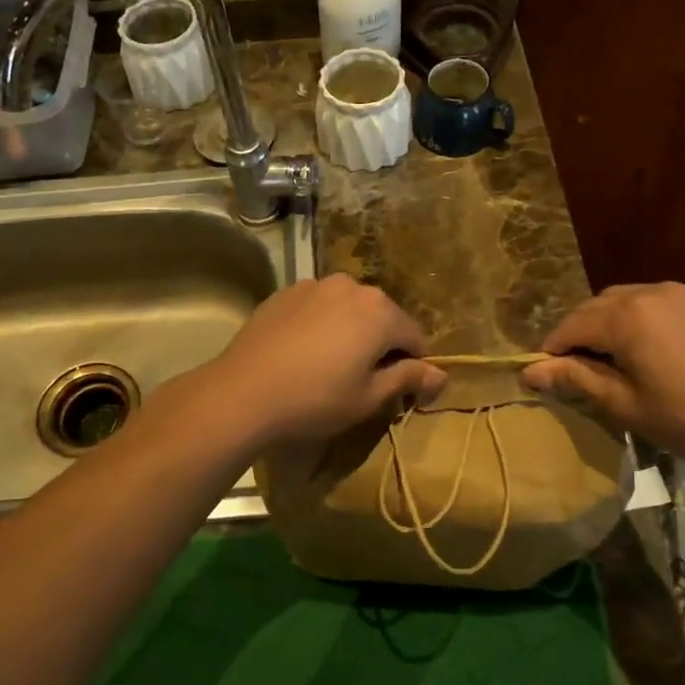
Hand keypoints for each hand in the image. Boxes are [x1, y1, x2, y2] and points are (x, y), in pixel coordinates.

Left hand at [205, 275, 446, 444]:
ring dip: (351, 333)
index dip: (416, 368)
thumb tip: (442, 375)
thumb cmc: (315, 399)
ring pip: (348, 310)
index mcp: (380, 311)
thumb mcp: (369, 397)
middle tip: (366, 383)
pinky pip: (318, 308)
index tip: (404, 395)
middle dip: (382, 347)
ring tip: (332, 367)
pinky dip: (322, 326)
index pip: (415, 339)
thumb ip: (409, 379)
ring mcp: (314, 285)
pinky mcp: (285, 293)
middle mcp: (351, 287)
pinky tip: (304, 354)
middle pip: (382, 318)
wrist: (242, 392)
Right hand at [520, 283, 684, 466]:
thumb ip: (575, 379)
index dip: (552, 348)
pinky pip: (655, 300)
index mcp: (627, 316)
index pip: (572, 325)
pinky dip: (639, 317)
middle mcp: (650, 291)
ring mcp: (681, 291)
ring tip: (611, 358)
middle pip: (596, 306)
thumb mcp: (623, 403)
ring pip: (625, 299)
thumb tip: (529, 372)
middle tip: (576, 369)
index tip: (543, 372)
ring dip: (608, 322)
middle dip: (579, 333)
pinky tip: (646, 347)